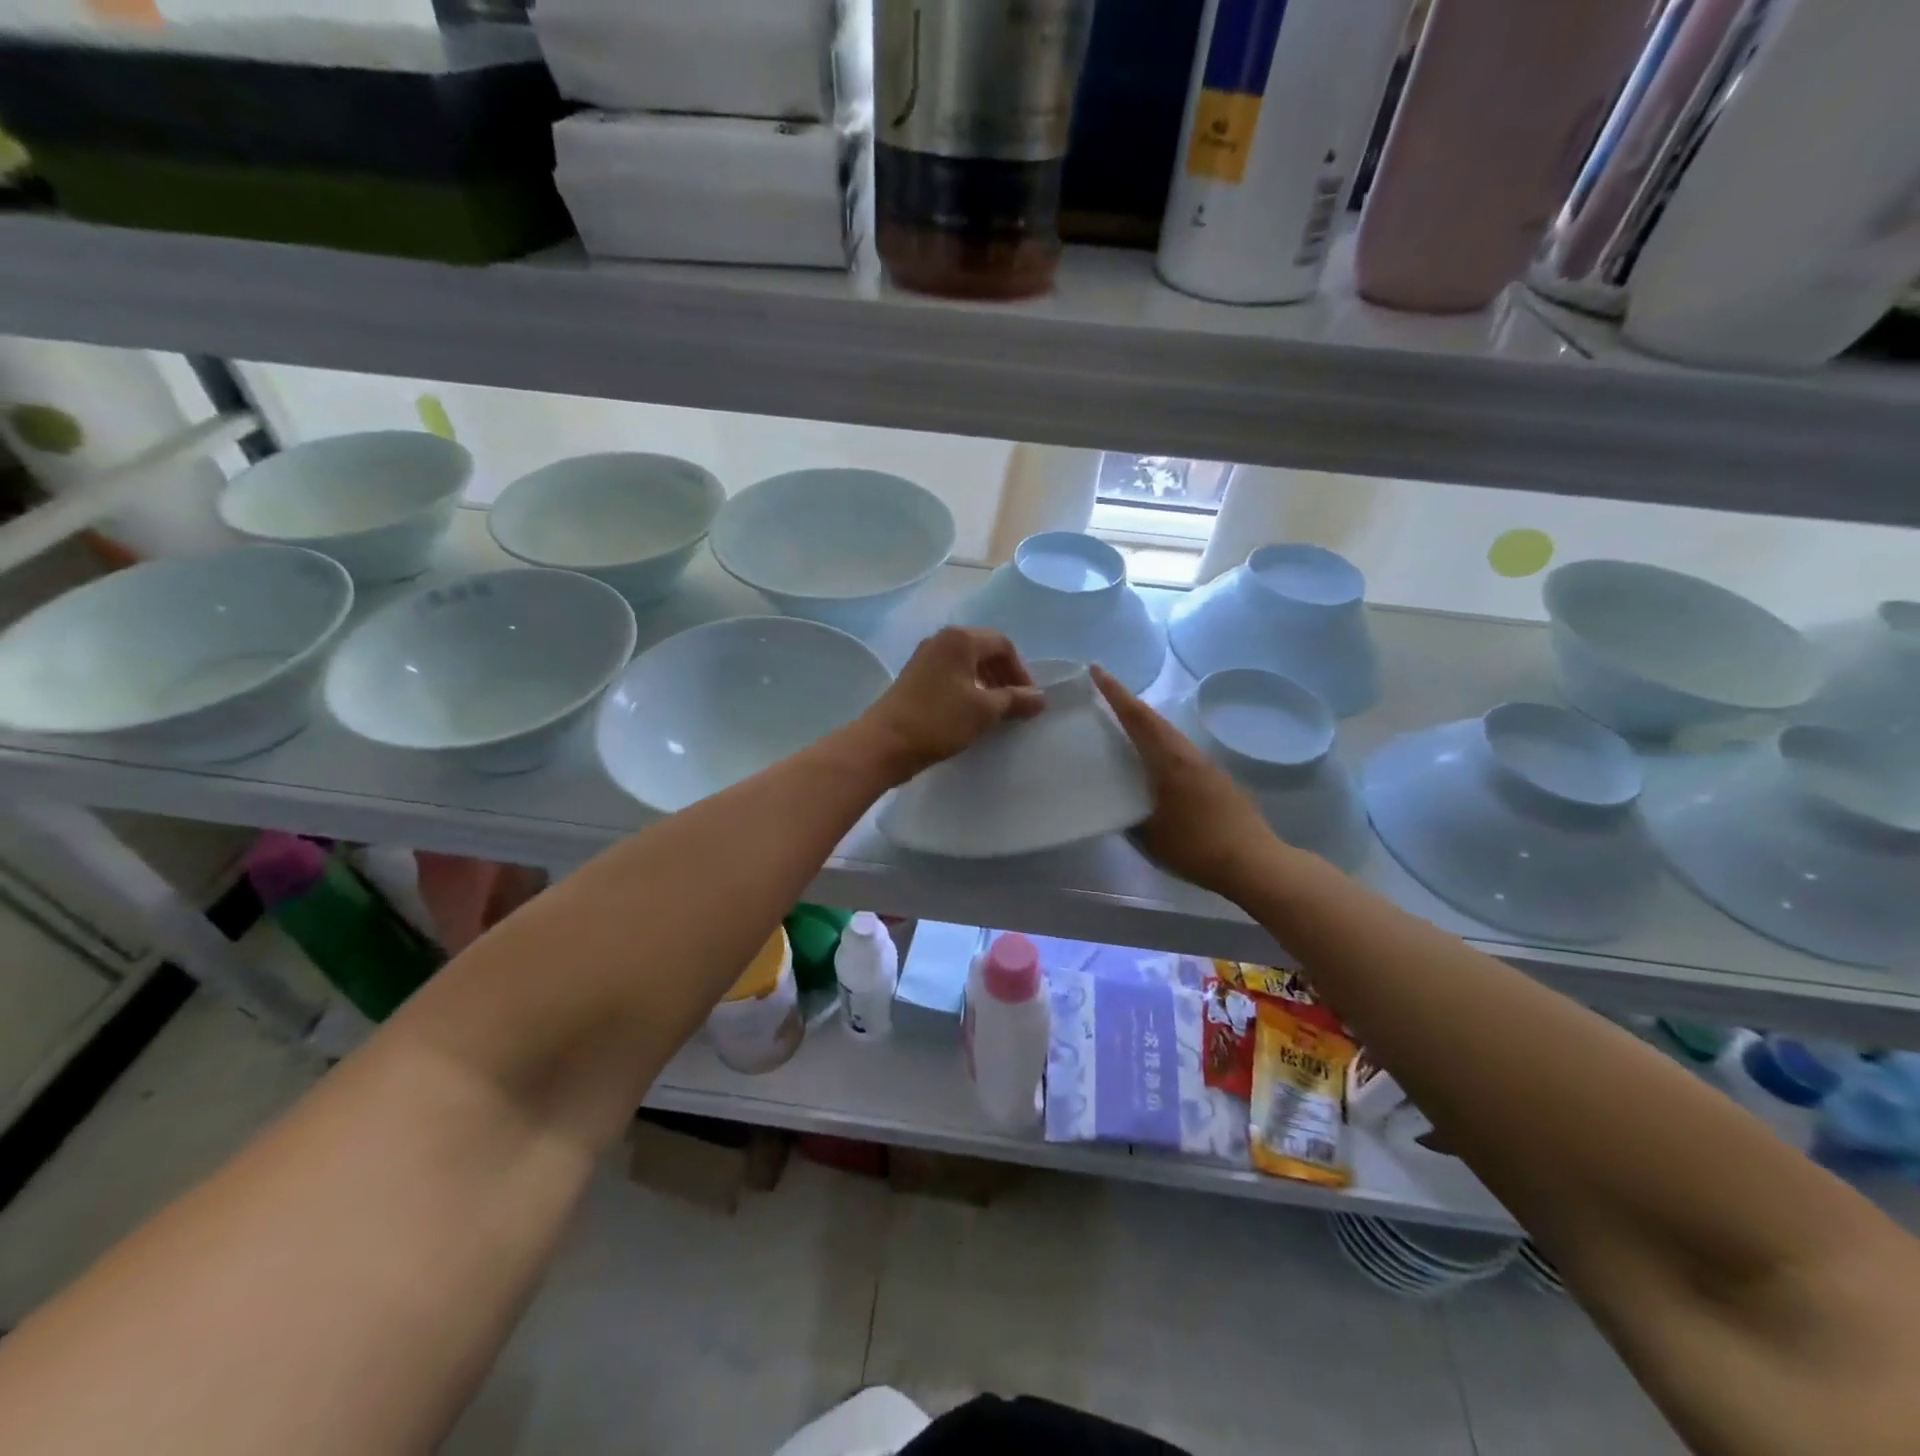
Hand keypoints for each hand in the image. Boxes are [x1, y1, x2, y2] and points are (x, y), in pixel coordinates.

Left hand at [855, 627, 1045, 783]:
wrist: (885, 743)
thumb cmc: (939, 720)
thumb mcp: (985, 710)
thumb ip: (1015, 699)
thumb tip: (1040, 697)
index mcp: (960, 639)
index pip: (1002, 644)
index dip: (1020, 671)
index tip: (1028, 699)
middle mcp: (941, 641)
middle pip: (983, 650)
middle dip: (1003, 675)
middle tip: (1015, 704)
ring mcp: (924, 658)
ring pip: (966, 664)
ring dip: (986, 683)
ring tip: (995, 711)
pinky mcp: (914, 678)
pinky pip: (950, 675)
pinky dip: (967, 689)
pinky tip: (970, 713)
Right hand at [1091, 665, 1280, 898]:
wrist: (1255, 864)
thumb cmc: (1197, 847)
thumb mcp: (1150, 836)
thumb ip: (1128, 816)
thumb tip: (1115, 805)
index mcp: (1171, 761)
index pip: (1138, 718)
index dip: (1116, 694)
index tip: (1097, 670)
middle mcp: (1190, 756)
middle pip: (1155, 721)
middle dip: (1128, 705)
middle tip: (1104, 695)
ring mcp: (1208, 768)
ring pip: (1170, 737)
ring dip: (1146, 726)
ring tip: (1123, 727)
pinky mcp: (1218, 782)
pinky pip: (1181, 754)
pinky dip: (1161, 747)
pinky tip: (1153, 763)